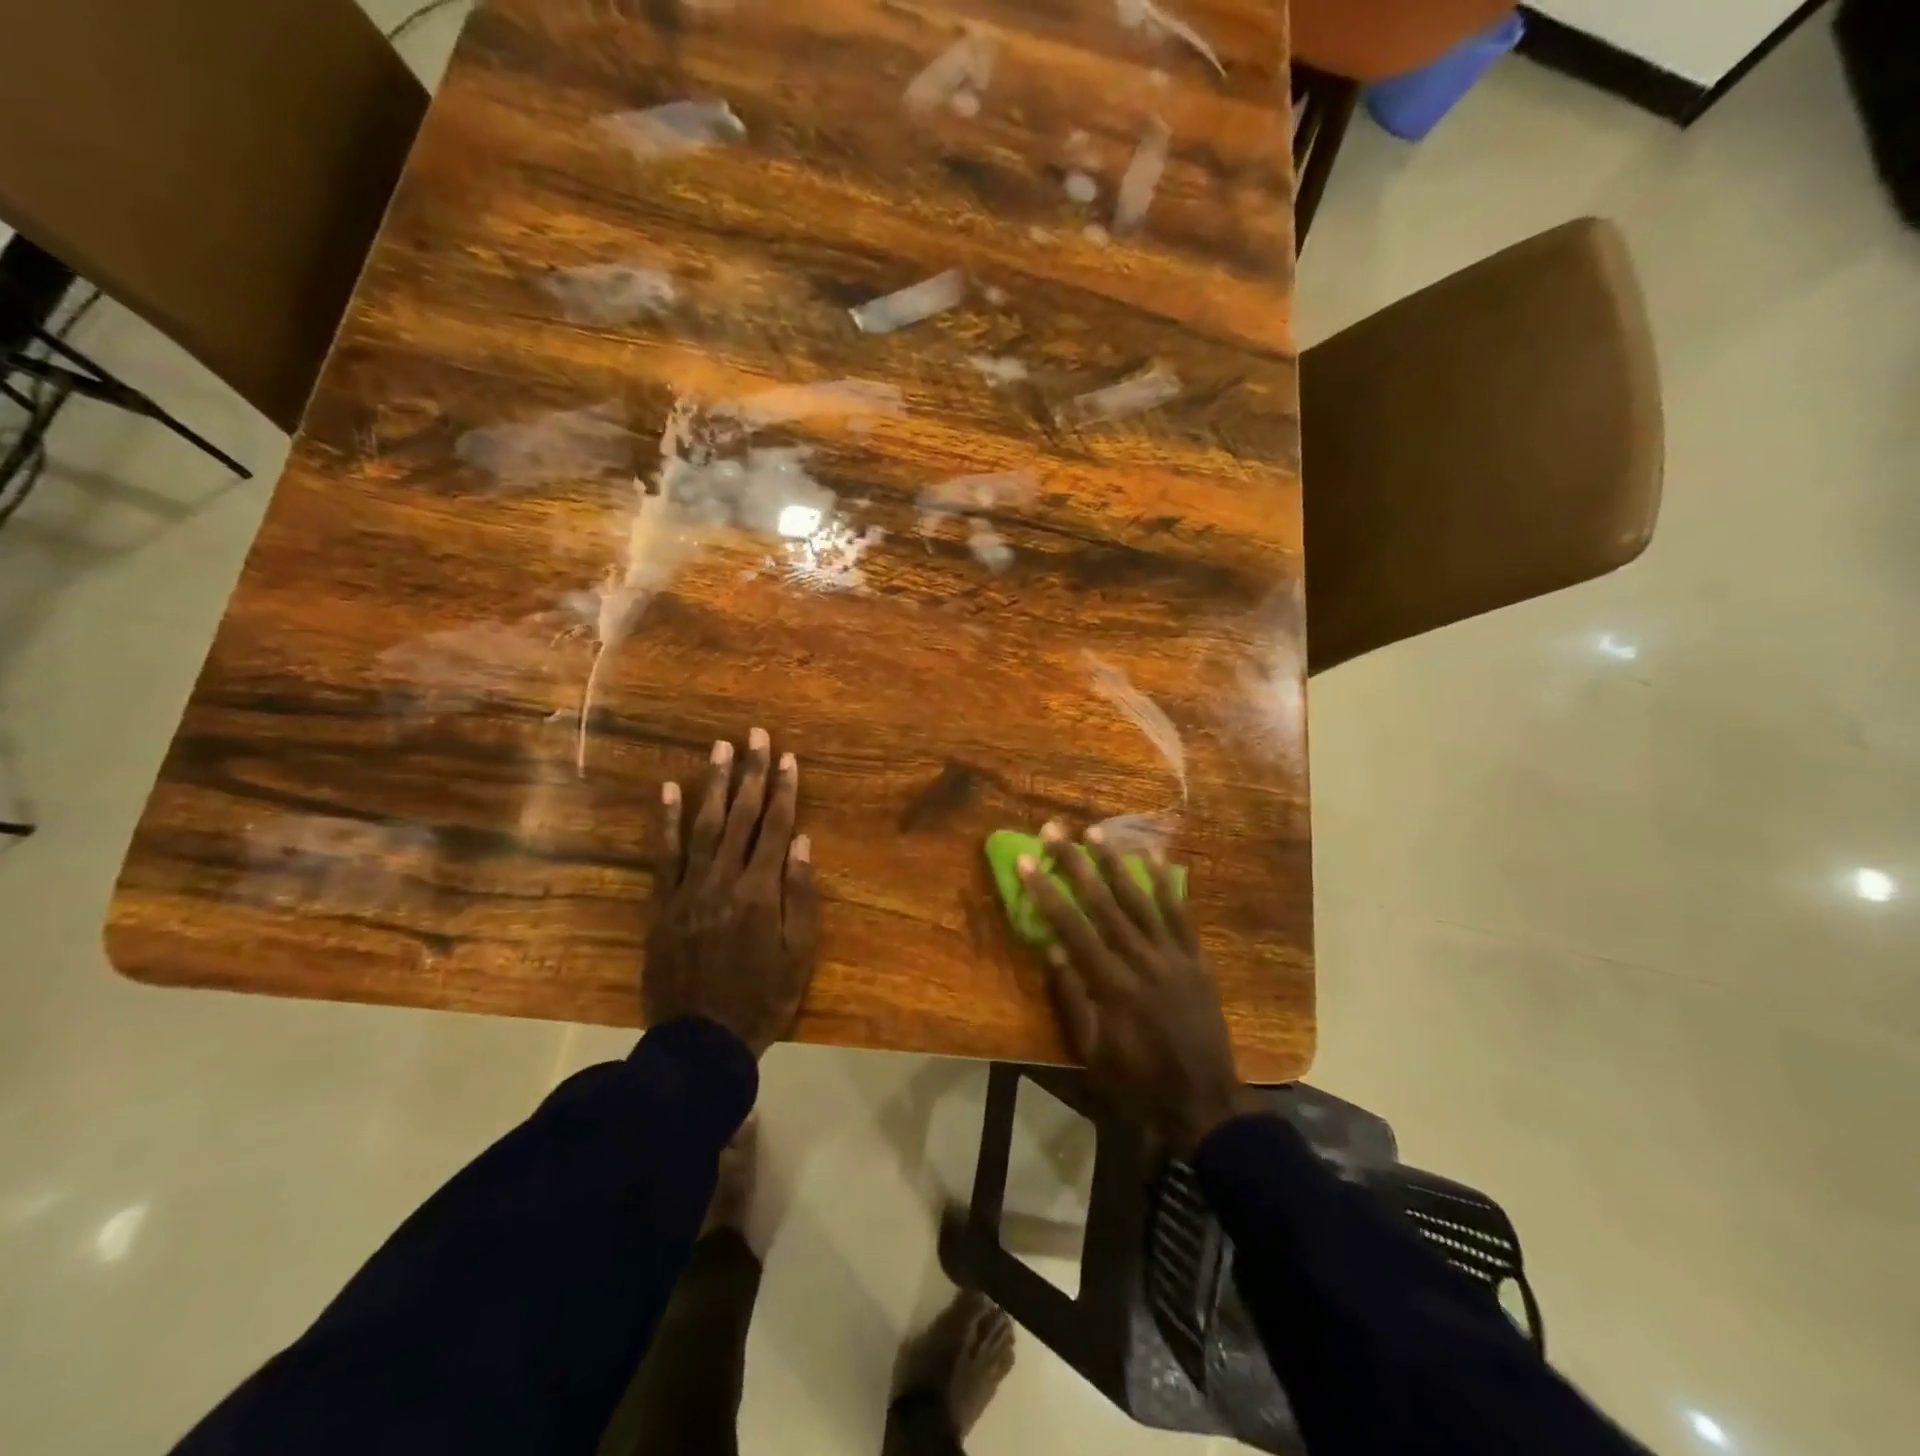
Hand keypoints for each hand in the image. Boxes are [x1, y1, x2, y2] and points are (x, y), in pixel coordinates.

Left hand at [645, 729, 819, 1056]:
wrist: (700, 1042)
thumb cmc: (762, 1000)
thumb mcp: (799, 955)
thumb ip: (801, 896)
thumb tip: (802, 842)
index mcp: (761, 893)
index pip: (776, 828)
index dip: (784, 790)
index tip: (788, 757)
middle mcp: (724, 881)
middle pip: (742, 817)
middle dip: (751, 773)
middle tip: (755, 735)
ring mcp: (688, 890)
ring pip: (704, 826)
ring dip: (714, 785)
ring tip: (721, 749)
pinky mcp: (662, 903)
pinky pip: (663, 855)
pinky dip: (665, 821)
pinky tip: (667, 790)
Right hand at [1018, 820, 1258, 1155]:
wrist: (1204, 1103)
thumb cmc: (1137, 1082)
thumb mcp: (1093, 1052)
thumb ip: (1073, 999)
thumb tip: (1052, 949)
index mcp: (1112, 985)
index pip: (1072, 927)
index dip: (1047, 892)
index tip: (1027, 861)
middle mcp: (1142, 961)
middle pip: (1104, 903)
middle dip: (1076, 864)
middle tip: (1055, 831)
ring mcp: (1173, 957)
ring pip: (1141, 900)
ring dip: (1116, 863)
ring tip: (1095, 832)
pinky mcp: (1196, 959)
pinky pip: (1181, 914)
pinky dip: (1167, 884)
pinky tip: (1154, 856)